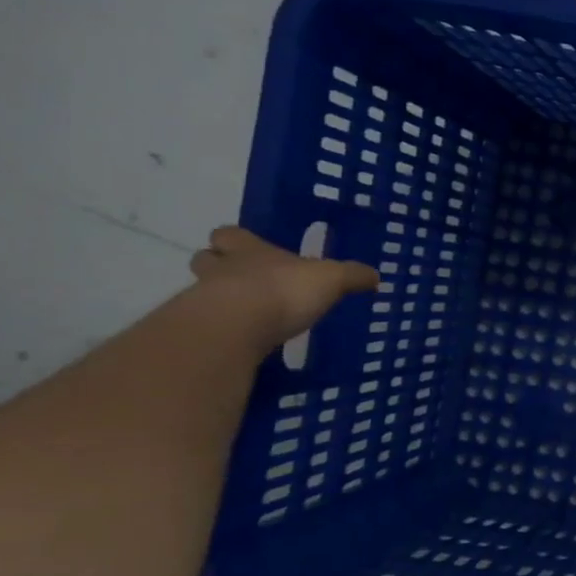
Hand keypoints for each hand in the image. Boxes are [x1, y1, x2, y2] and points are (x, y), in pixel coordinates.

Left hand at [188, 226, 378, 347]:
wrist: (236, 327)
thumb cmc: (284, 290)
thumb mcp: (332, 279)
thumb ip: (352, 276)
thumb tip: (375, 275)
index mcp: (250, 250)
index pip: (230, 234)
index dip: (237, 240)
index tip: (247, 247)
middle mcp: (222, 269)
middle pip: (206, 260)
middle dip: (218, 267)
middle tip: (241, 280)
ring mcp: (204, 299)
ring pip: (201, 292)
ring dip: (218, 299)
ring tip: (246, 315)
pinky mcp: (200, 331)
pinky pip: (208, 326)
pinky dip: (222, 330)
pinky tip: (243, 340)